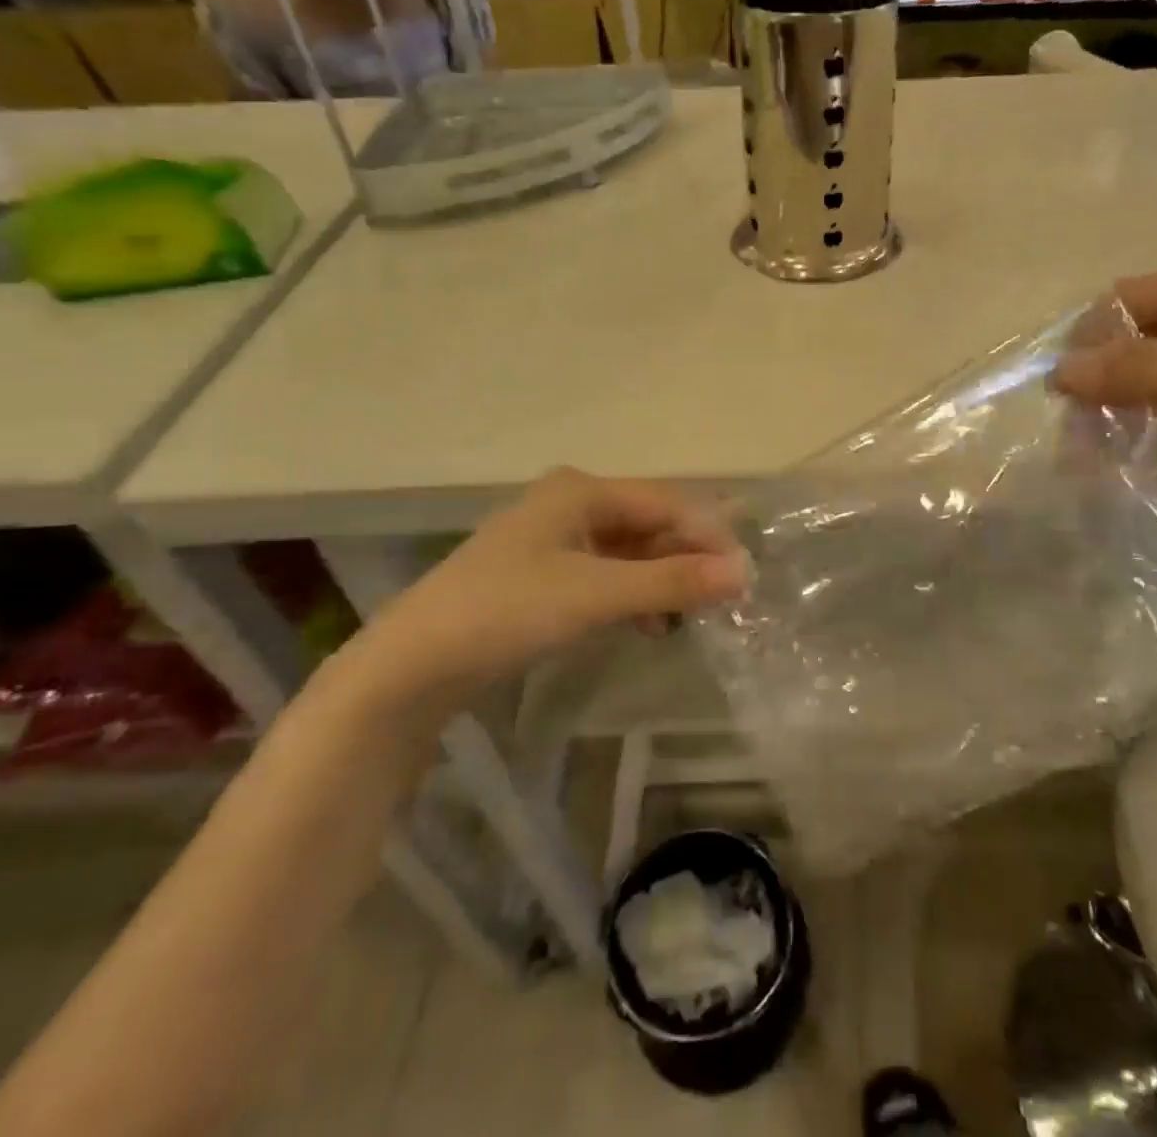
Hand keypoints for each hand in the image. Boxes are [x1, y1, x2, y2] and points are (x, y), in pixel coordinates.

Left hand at [337, 470, 748, 718]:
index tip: (744, 576)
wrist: (413, 666)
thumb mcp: (596, 594)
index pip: (665, 503)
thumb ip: (671, 582)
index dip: (708, 536)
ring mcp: (555, 539)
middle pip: (648, 524)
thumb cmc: (508, 611)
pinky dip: (633, 594)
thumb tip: (743, 573)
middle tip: (723, 600)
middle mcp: (571, 503)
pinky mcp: (544, 575)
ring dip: (662, 579)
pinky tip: (649, 623)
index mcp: (581, 490)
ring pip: (630, 551)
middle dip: (686, 559)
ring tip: (690, 616)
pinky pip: (607, 574)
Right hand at [1052, 261, 1156, 524]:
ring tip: (1105, 452)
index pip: (1130, 298)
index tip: (1063, 393)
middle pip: (1142, 335)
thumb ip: (1146, 371)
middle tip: (1079, 434)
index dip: (1089, 338)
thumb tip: (1060, 371)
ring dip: (1130, 404)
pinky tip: (1151, 452)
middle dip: (1105, 379)